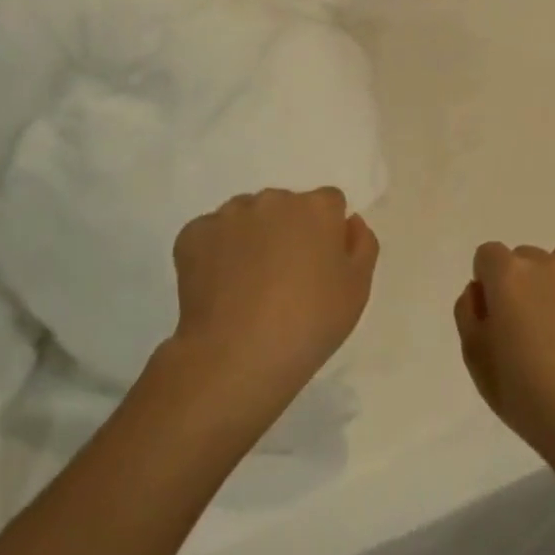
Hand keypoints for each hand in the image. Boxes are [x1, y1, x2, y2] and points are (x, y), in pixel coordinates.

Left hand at [163, 188, 378, 427]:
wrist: (238, 355)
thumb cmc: (310, 323)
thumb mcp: (357, 290)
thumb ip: (362, 245)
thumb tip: (349, 222)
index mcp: (316, 208)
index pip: (329, 203)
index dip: (327, 232)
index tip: (320, 265)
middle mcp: (272, 199)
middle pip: (285, 206)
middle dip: (287, 230)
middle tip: (284, 278)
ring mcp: (228, 215)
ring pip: (246, 217)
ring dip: (251, 238)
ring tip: (249, 285)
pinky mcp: (193, 234)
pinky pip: (211, 235)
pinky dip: (216, 253)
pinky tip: (221, 288)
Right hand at [453, 241, 554, 460]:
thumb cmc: (526, 394)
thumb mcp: (475, 359)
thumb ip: (468, 313)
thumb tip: (480, 291)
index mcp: (508, 276)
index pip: (488, 255)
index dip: (488, 283)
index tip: (496, 315)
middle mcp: (548, 264)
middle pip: (526, 258)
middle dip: (522, 283)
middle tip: (530, 328)